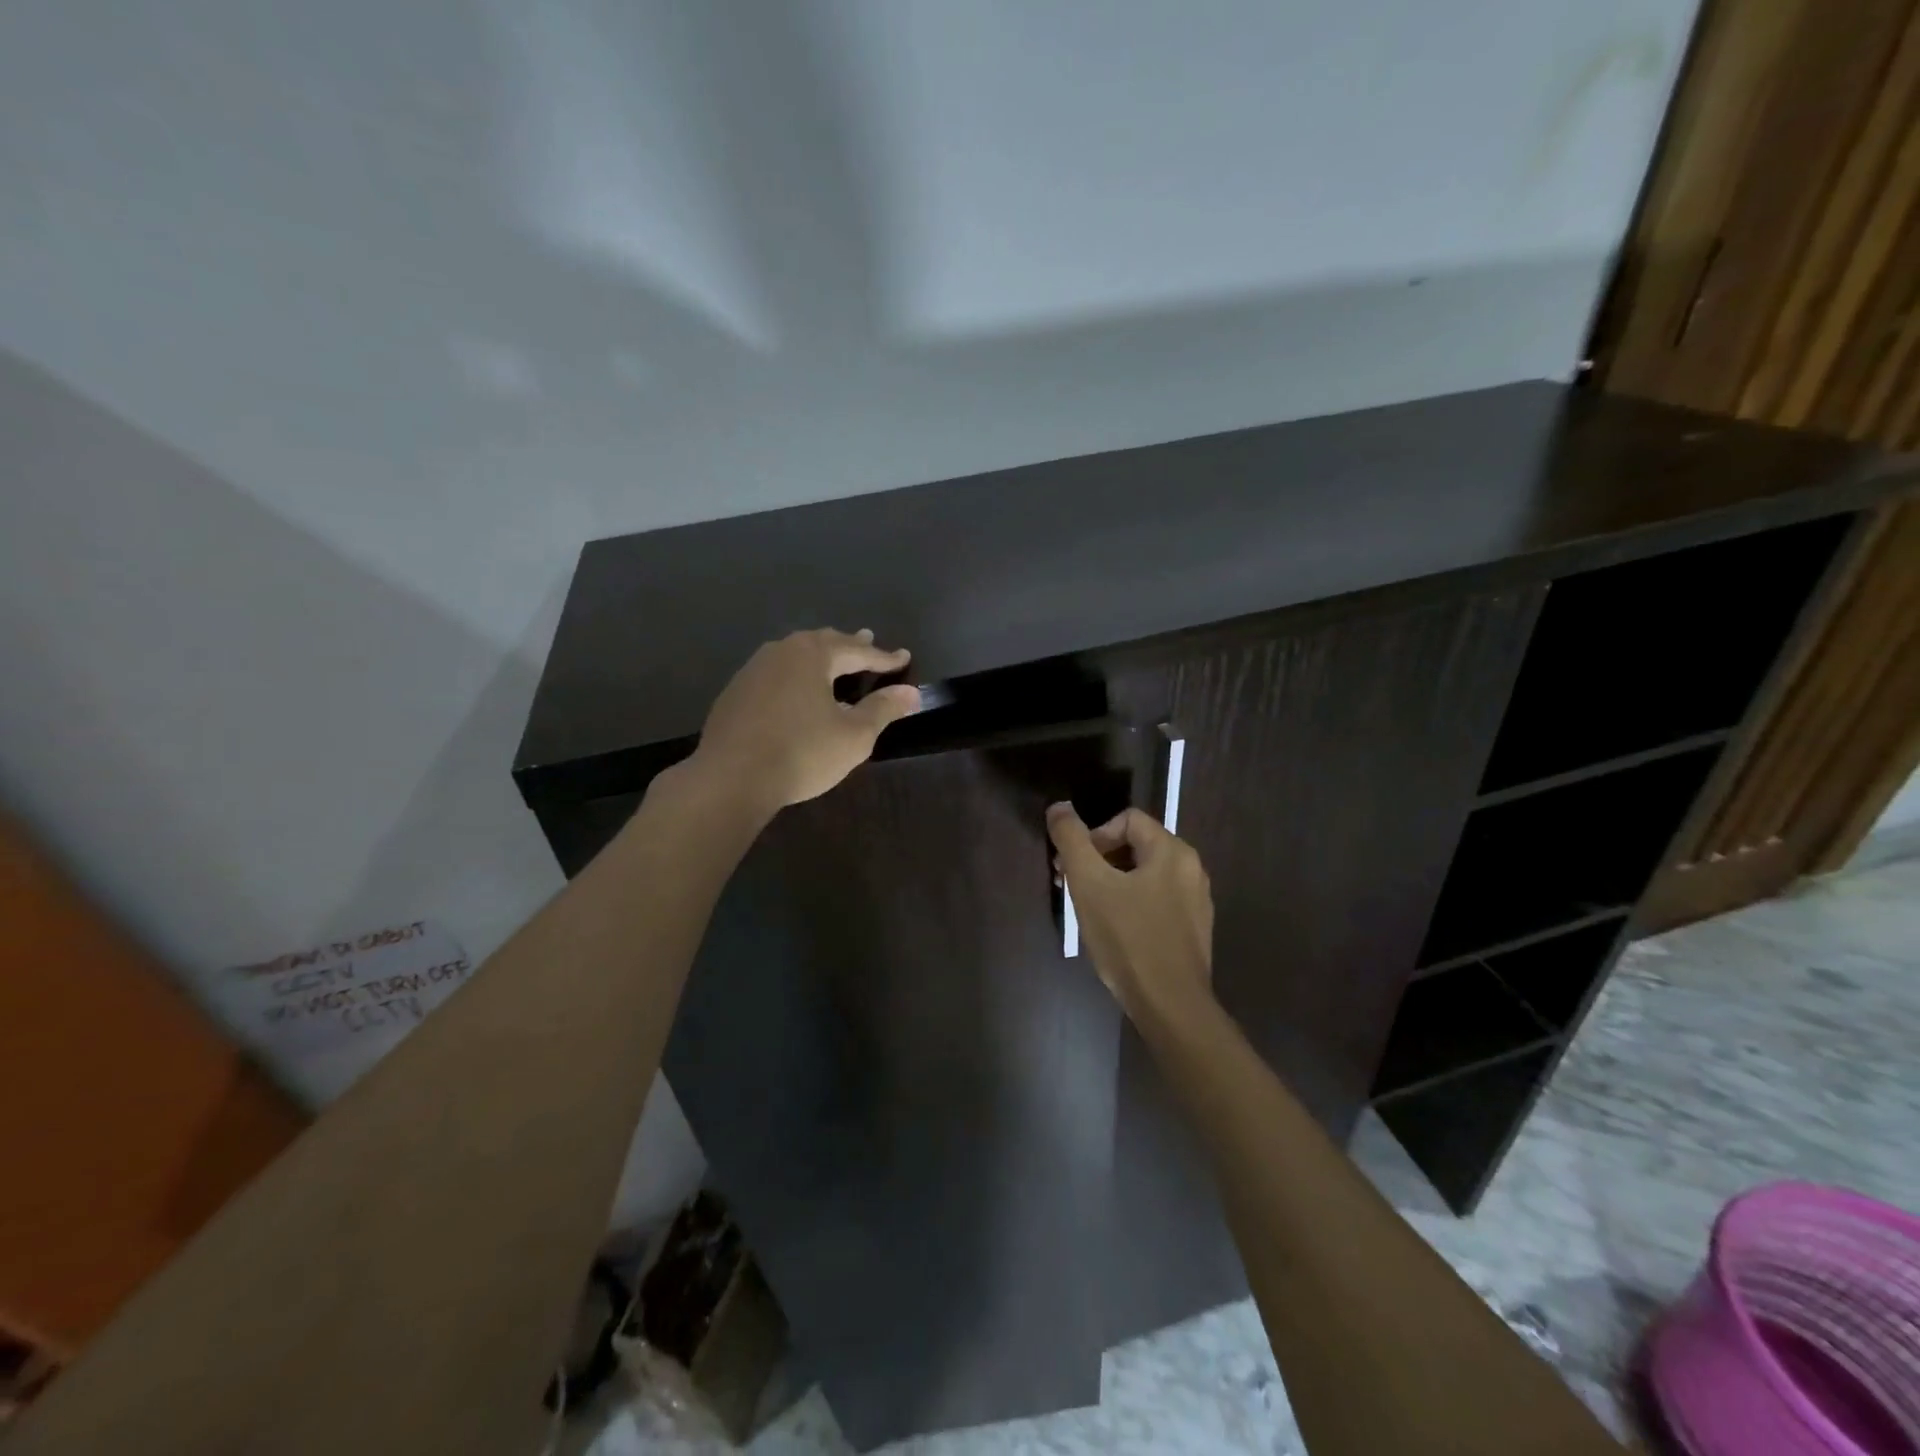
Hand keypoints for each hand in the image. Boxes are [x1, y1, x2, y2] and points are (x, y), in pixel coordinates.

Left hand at [691, 628, 920, 812]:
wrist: (731, 778)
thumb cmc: (802, 753)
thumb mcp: (854, 735)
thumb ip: (883, 709)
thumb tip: (910, 692)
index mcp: (813, 655)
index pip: (857, 651)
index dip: (884, 658)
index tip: (904, 658)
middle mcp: (781, 652)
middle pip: (823, 643)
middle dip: (849, 644)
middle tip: (868, 639)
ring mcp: (753, 670)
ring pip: (794, 654)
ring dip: (819, 656)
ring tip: (832, 660)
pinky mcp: (735, 693)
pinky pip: (775, 673)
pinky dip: (795, 675)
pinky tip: (795, 690)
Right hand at [1046, 804, 1214, 1026]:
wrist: (1169, 1006)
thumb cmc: (1128, 938)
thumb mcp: (1089, 883)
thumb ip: (1072, 839)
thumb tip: (1059, 806)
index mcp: (1172, 851)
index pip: (1126, 820)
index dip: (1093, 836)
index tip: (1073, 866)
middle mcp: (1191, 869)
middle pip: (1136, 846)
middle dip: (1099, 860)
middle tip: (1073, 886)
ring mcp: (1196, 901)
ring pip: (1145, 876)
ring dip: (1112, 883)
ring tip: (1089, 909)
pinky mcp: (1193, 930)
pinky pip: (1157, 901)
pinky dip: (1132, 905)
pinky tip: (1115, 931)